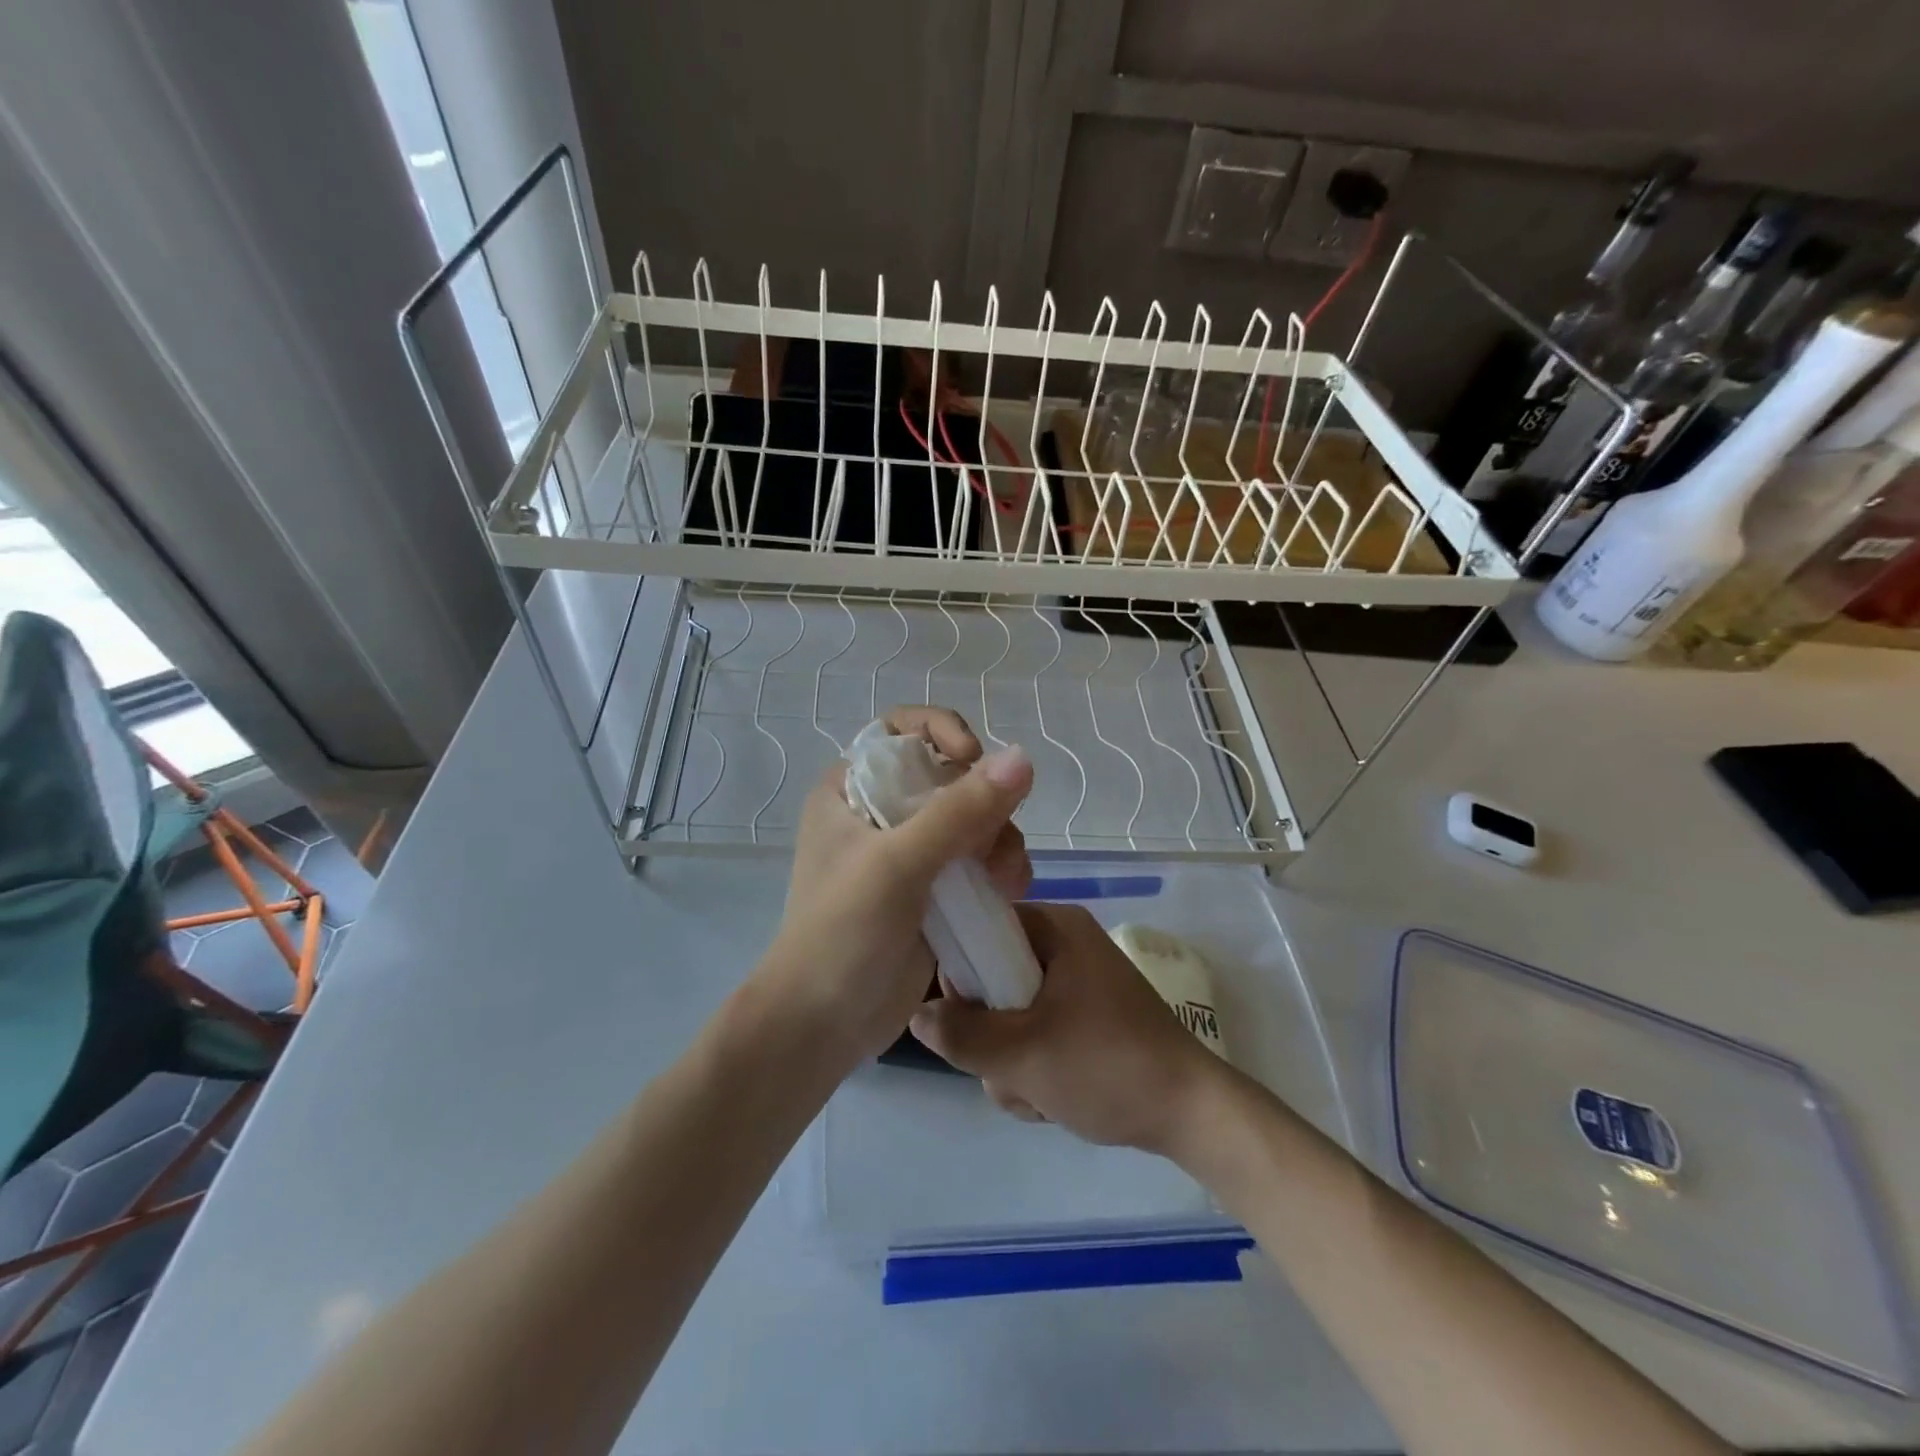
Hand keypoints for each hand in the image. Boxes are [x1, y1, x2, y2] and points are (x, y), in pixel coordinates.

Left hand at [760, 707, 1032, 1065]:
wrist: (823, 1023)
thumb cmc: (842, 933)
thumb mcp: (897, 865)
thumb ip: (959, 812)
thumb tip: (1023, 758)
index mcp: (851, 789)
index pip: (903, 730)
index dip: (942, 732)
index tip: (971, 758)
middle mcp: (880, 812)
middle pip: (950, 776)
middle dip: (984, 803)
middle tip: (996, 844)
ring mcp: (909, 852)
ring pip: (974, 819)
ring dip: (1000, 841)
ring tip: (1006, 882)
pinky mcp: (932, 889)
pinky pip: (978, 859)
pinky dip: (999, 869)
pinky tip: (1007, 893)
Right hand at [910, 902, 1228, 1155]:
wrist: (1190, 1115)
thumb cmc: (1105, 1067)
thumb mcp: (1022, 1055)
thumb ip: (961, 1034)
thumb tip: (916, 1014)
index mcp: (1056, 928)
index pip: (983, 928)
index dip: (961, 971)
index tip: (958, 1018)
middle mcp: (1066, 946)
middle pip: (994, 978)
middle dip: (991, 1036)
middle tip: (1006, 1068)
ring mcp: (1079, 985)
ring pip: (1013, 1014)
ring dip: (1011, 1062)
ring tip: (1036, 1093)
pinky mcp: (1088, 1019)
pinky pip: (1038, 1033)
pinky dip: (1035, 1067)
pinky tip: (1051, 1100)